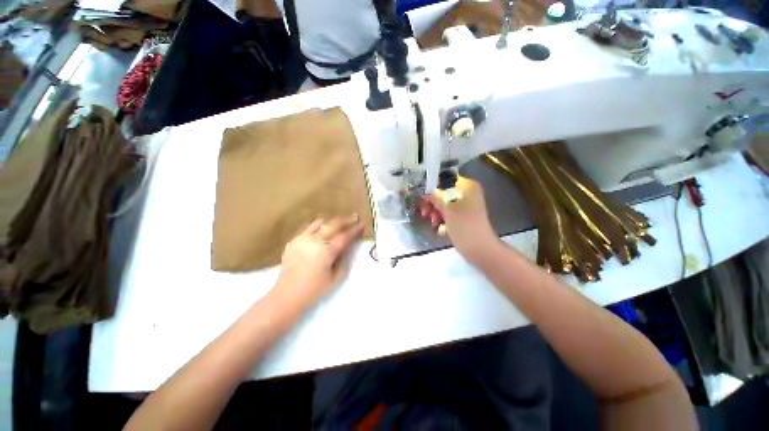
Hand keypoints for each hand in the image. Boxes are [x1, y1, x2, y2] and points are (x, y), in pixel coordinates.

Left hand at [274, 215, 363, 308]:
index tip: (362, 224)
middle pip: (333, 225)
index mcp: (326, 252)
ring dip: (332, 221)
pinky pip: (308, 228)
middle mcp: (315, 241)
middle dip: (346, 220)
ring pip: (320, 223)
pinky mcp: (293, 241)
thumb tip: (350, 247)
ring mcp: (302, 239)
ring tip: (339, 221)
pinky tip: (322, 230)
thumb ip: (345, 261)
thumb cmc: (314, 290)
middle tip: (355, 217)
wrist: (287, 295)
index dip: (355, 230)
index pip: (345, 236)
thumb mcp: (336, 278)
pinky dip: (318, 226)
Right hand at [419, 177, 496, 263]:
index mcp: (467, 186)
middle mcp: (467, 192)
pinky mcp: (463, 215)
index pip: (445, 180)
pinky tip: (437, 225)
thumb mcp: (447, 210)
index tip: (421, 197)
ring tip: (433, 222)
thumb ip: (434, 198)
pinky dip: (441, 217)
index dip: (431, 187)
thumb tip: (422, 191)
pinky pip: (448, 211)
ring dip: (435, 211)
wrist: (480, 249)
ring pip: (444, 203)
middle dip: (432, 202)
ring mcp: (466, 204)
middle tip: (425, 212)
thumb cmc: (464, 226)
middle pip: (443, 192)